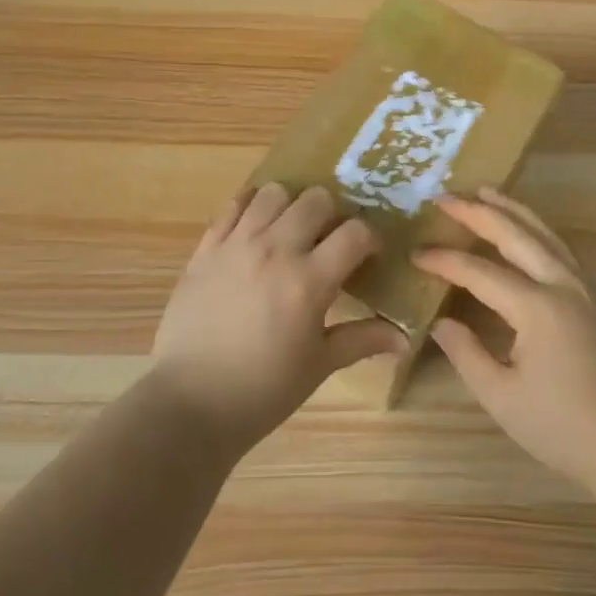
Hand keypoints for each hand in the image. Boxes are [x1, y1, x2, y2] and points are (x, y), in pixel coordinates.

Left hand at [150, 183, 403, 452]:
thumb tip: (406, 339)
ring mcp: (236, 244)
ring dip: (291, 205)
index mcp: (309, 281)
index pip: (355, 232)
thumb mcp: (318, 365)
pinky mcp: (206, 248)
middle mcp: (275, 250)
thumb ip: (362, 340)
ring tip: (290, 231)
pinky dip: (251, 207)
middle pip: (316, 199)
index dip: (369, 238)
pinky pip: (233, 206)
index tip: (367, 254)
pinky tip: (256, 228)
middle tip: (328, 240)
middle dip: (332, 214)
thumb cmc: (262, 389)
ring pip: (274, 192)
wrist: (190, 402)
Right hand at [414, 188, 595, 488]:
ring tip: (485, 192)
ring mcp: (584, 289)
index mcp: (537, 307)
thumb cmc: (564, 427)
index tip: (415, 254)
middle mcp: (563, 285)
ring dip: (513, 210)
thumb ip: (466, 353)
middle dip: (478, 212)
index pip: (480, 272)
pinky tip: (526, 231)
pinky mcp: (595, 300)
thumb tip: (441, 321)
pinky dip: (536, 229)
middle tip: (445, 197)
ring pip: (545, 234)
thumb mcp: (502, 397)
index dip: (445, 261)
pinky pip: (560, 248)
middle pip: (516, 235)